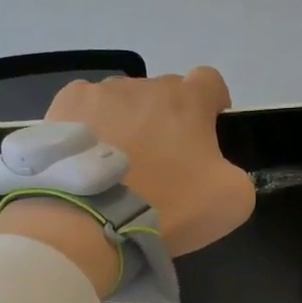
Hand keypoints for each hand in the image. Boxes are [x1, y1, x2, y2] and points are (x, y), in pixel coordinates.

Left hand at [45, 67, 254, 256]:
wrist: (92, 221)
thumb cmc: (168, 207)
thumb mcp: (231, 201)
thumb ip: (237, 175)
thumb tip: (219, 169)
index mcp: (188, 101)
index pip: (210, 81)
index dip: (213, 101)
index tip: (210, 126)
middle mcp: (145, 86)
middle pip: (164, 93)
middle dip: (169, 119)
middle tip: (163, 160)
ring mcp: (101, 93)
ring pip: (124, 100)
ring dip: (130, 122)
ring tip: (120, 163)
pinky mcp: (64, 108)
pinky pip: (86, 109)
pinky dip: (92, 126)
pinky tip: (89, 157)